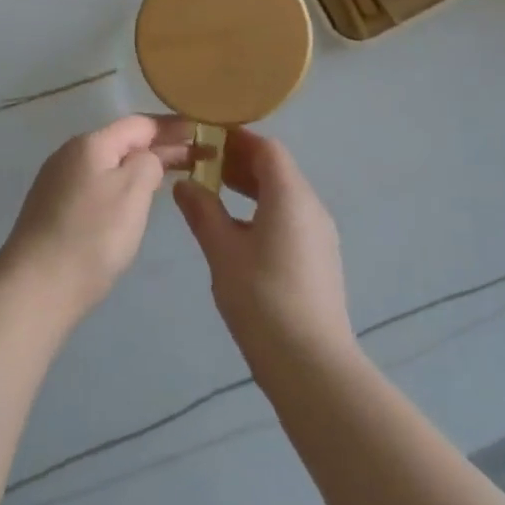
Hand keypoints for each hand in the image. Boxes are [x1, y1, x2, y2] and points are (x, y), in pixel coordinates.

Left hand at [0, 116, 193, 325]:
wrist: (35, 288)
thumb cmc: (92, 236)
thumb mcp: (132, 192)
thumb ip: (149, 163)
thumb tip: (148, 158)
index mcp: (90, 143)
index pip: (139, 123)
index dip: (172, 126)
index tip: (203, 131)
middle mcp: (70, 154)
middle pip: (123, 141)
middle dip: (160, 147)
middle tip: (199, 156)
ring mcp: (57, 182)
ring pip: (109, 164)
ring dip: (141, 166)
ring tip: (172, 175)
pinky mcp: (52, 208)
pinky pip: (96, 184)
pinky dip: (121, 184)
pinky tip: (133, 200)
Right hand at [174, 129, 354, 363]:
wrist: (312, 365)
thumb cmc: (262, 299)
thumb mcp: (222, 252)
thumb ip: (202, 212)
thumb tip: (185, 184)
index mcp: (291, 196)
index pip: (267, 149)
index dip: (236, 139)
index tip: (204, 139)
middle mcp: (311, 207)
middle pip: (277, 169)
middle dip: (240, 162)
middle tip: (202, 165)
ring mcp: (319, 234)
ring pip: (284, 195)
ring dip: (251, 188)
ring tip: (214, 194)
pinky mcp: (319, 258)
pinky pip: (290, 217)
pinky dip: (263, 210)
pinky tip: (237, 231)